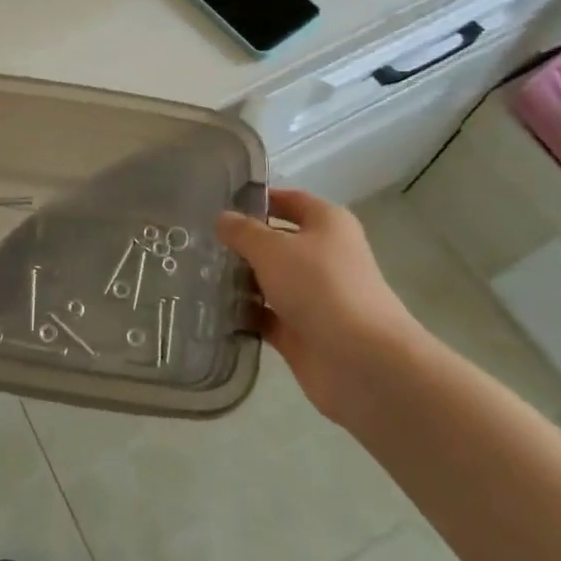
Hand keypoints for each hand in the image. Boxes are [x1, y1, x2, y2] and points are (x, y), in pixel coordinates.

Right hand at [215, 189, 424, 424]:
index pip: (289, 200)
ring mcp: (313, 296)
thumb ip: (242, 232)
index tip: (218, 202)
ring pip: (270, 280)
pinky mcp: (302, 331)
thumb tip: (222, 218)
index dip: (257, 199)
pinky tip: (212, 308)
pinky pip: (266, 316)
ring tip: (197, 272)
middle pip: (277, 242)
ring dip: (240, 279)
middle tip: (198, 240)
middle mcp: (323, 256)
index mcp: (327, 224)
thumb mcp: (272, 249)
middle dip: (242, 242)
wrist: (362, 362)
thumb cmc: (320, 287)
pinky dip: (244, 314)